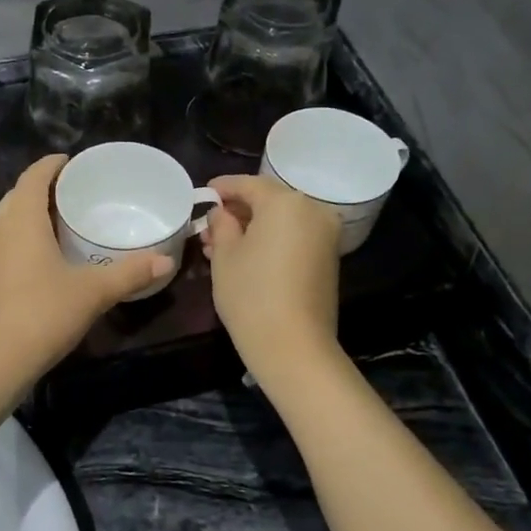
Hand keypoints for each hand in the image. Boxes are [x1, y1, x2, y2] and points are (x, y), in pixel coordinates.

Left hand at [0, 155, 174, 380]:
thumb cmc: (44, 313)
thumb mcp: (93, 291)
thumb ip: (130, 273)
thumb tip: (165, 261)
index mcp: (22, 220)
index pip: (33, 177)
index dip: (51, 165)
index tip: (71, 162)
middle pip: (17, 196)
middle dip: (41, 188)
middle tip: (72, 192)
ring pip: (7, 221)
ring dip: (29, 214)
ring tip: (59, 221)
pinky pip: (4, 244)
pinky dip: (22, 238)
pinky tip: (42, 258)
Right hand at [202, 173, 343, 381]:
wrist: (293, 346)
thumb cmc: (251, 294)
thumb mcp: (225, 256)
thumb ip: (221, 225)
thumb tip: (221, 213)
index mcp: (285, 202)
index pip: (248, 184)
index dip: (222, 188)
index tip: (203, 193)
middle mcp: (312, 210)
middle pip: (268, 200)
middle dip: (237, 211)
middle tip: (208, 226)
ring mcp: (325, 235)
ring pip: (281, 221)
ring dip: (252, 228)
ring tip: (219, 245)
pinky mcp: (328, 258)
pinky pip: (293, 237)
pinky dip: (270, 240)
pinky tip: (244, 256)